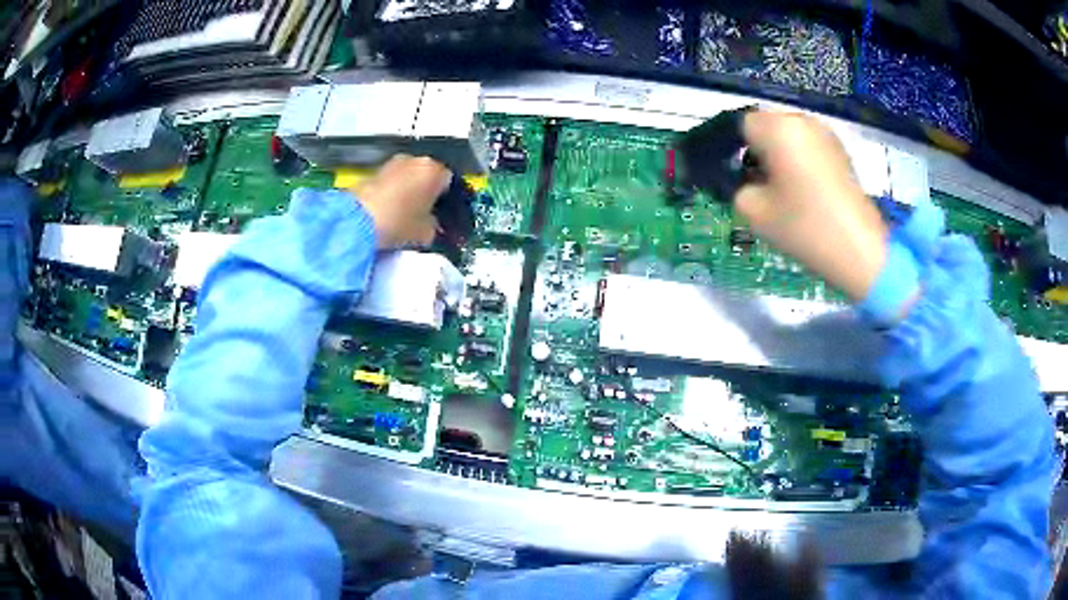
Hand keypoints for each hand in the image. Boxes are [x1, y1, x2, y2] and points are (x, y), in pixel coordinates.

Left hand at [353, 155, 451, 248]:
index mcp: (434, 170)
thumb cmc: (397, 223)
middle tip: (424, 211)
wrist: (358, 222)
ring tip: (404, 211)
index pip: (449, 180)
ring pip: (408, 175)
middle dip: (426, 190)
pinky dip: (393, 190)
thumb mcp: (426, 232)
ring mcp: (392, 163)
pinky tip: (389, 208)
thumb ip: (434, 224)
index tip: (442, 210)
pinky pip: (391, 180)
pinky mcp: (374, 170)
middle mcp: (415, 160)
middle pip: (427, 174)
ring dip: (408, 188)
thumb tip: (431, 223)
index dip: (446, 197)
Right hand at [735, 111, 888, 301]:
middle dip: (763, 151)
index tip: (745, 179)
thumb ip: (739, 188)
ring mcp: (826, 134)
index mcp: (778, 128)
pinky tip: (811, 193)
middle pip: (769, 127)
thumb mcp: (754, 212)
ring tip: (790, 192)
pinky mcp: (842, 152)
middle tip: (767, 188)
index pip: (743, 125)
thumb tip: (747, 182)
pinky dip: (804, 163)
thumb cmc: (804, 227)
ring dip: (784, 156)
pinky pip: (811, 148)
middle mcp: (802, 121)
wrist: (859, 250)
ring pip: (791, 137)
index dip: (739, 150)